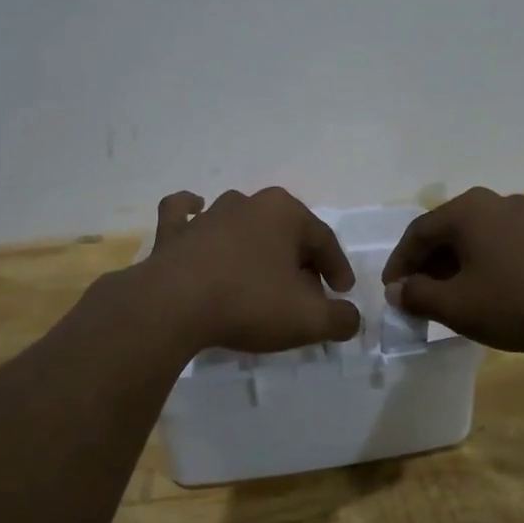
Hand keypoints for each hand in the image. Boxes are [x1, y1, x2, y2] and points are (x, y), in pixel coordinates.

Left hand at [137, 189, 361, 354]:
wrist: (173, 305)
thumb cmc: (248, 303)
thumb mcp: (308, 319)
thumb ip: (340, 319)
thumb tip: (350, 318)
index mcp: (285, 213)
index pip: (324, 239)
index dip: (337, 269)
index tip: (341, 294)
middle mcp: (247, 203)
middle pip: (284, 232)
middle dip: (299, 261)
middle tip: (306, 294)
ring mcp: (207, 215)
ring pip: (242, 223)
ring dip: (256, 245)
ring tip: (262, 278)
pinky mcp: (173, 232)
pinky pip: (185, 214)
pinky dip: (192, 213)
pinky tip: (197, 213)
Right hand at [381, 187, 523, 353]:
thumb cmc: (520, 301)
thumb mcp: (458, 306)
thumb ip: (419, 296)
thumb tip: (399, 290)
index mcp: (465, 211)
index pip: (416, 234)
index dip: (399, 264)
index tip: (391, 291)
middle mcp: (492, 201)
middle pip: (446, 232)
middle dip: (427, 265)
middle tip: (419, 296)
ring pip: (475, 237)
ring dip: (456, 265)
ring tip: (453, 297)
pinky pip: (502, 243)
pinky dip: (485, 264)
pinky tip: (490, 290)